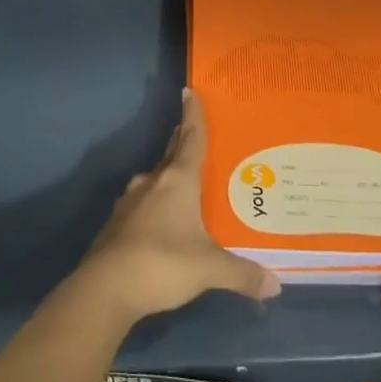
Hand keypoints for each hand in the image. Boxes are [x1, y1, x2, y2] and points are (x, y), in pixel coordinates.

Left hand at [73, 89, 279, 322]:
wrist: (105, 289)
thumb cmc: (162, 263)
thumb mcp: (209, 269)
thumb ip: (242, 274)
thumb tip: (276, 285)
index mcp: (177, 181)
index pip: (191, 139)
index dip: (193, 115)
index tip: (189, 92)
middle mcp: (152, 183)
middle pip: (171, 155)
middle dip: (182, 142)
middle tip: (194, 133)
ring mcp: (130, 202)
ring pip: (155, 181)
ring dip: (168, 178)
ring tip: (186, 184)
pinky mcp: (116, 224)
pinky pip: (142, 205)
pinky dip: (155, 206)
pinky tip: (163, 222)